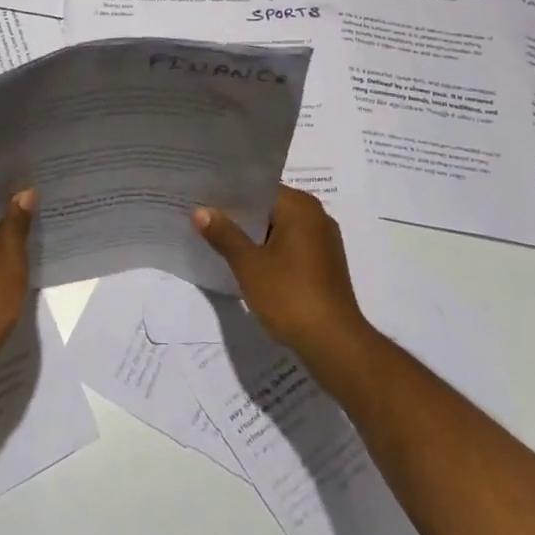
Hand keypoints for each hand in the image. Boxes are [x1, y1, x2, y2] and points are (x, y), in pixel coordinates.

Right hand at [194, 186, 370, 362]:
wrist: (334, 345)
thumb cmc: (290, 296)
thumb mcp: (249, 265)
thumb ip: (224, 234)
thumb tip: (200, 211)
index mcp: (301, 207)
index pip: (259, 188)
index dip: (230, 194)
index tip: (203, 197)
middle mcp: (316, 217)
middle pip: (269, 208)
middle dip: (239, 216)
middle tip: (204, 218)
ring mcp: (323, 242)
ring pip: (279, 229)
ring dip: (253, 236)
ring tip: (218, 240)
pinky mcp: (324, 266)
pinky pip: (290, 247)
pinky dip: (269, 252)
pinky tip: (246, 265)